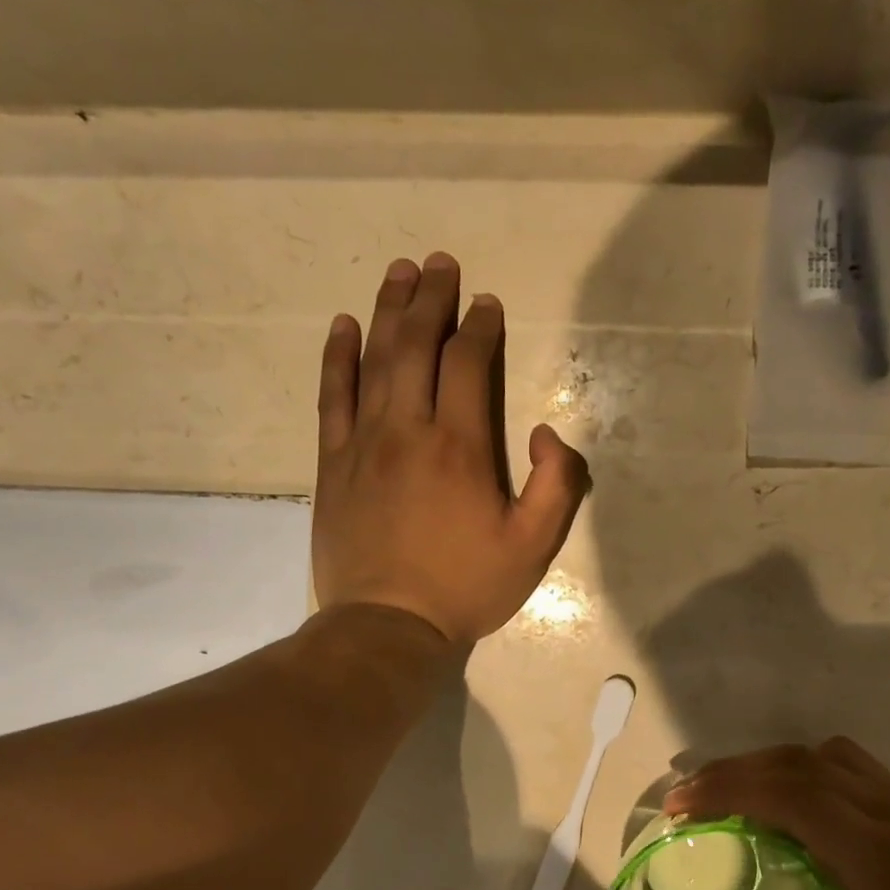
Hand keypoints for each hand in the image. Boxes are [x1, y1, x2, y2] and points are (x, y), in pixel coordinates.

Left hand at [313, 254, 590, 644]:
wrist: (388, 626)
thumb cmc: (466, 586)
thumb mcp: (533, 546)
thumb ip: (556, 484)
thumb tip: (543, 431)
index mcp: (460, 447)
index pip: (468, 364)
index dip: (479, 327)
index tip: (486, 304)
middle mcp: (408, 430)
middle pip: (417, 347)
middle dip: (431, 300)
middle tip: (439, 263)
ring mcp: (363, 443)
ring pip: (374, 361)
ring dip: (388, 311)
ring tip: (399, 273)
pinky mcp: (333, 463)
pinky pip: (333, 397)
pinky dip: (338, 357)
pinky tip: (343, 326)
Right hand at [665, 738, 889, 889]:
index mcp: (886, 857)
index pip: (792, 792)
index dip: (727, 787)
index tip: (679, 805)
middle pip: (802, 762)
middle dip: (737, 770)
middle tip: (692, 800)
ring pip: (832, 758)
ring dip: (776, 766)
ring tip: (740, 799)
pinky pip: (858, 773)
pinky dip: (812, 775)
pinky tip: (805, 819)